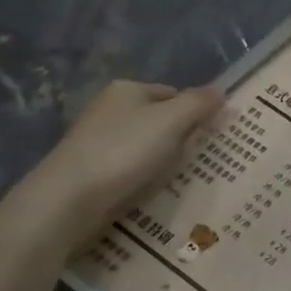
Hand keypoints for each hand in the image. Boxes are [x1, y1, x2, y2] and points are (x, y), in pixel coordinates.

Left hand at [17, 81, 223, 243]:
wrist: (68, 200)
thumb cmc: (124, 151)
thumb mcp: (172, 121)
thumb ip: (199, 104)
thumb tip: (221, 92)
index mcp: (128, 90)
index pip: (174, 94)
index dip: (196, 112)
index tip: (213, 136)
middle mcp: (110, 109)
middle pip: (161, 120)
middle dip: (181, 139)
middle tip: (200, 160)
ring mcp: (99, 141)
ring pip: (147, 148)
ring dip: (164, 162)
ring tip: (179, 180)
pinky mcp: (93, 171)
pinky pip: (131, 170)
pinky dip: (145, 179)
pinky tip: (153, 192)